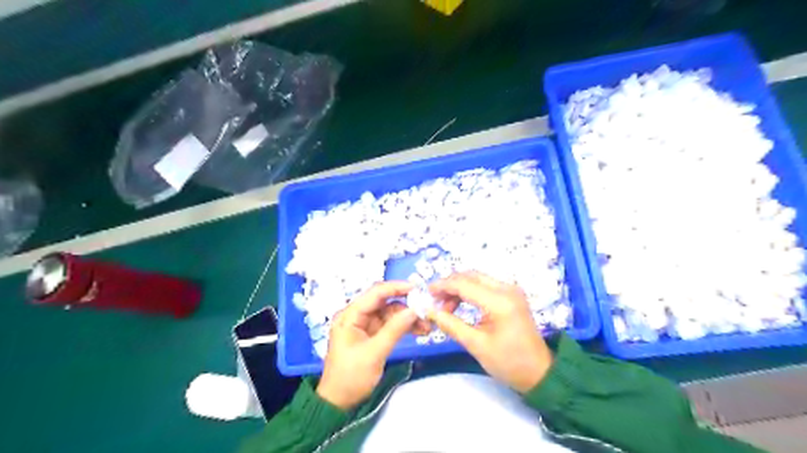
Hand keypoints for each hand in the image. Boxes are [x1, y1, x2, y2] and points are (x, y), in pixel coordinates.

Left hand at [314, 281, 427, 408]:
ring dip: (408, 317)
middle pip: (384, 302)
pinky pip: (390, 324)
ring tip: (427, 325)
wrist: (339, 402)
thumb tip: (415, 310)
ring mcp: (365, 325)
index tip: (418, 289)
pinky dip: (404, 326)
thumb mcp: (374, 352)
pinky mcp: (372, 335)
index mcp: (350, 315)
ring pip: (390, 313)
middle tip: (426, 308)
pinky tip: (419, 330)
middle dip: (406, 304)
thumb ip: (395, 329)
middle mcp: (357, 315)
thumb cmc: (351, 376)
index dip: (396, 288)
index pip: (375, 293)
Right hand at [428, 273, 555, 392]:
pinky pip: (485, 286)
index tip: (426, 293)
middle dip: (450, 285)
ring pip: (477, 279)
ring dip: (459, 288)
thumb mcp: (476, 345)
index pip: (464, 284)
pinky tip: (460, 305)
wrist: (539, 372)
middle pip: (471, 276)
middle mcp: (507, 289)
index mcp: (499, 301)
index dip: (442, 286)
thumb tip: (429, 311)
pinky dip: (470, 292)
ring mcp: (511, 290)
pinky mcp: (511, 295)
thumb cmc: (508, 362)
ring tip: (446, 307)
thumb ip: (451, 324)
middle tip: (434, 300)